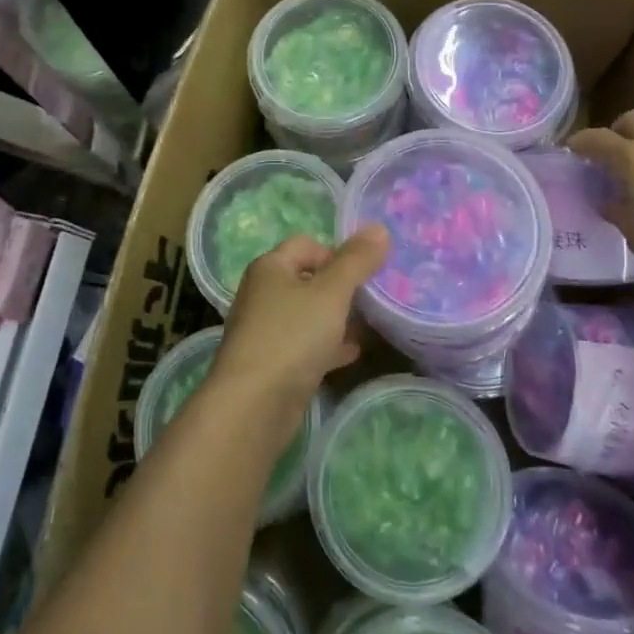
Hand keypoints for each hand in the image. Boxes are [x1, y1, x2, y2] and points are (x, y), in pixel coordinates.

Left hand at [211, 224, 389, 411]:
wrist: (253, 405)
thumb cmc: (291, 336)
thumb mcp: (331, 292)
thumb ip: (356, 261)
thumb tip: (379, 228)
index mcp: (270, 267)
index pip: (306, 244)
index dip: (337, 252)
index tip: (365, 272)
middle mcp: (263, 293)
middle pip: (308, 279)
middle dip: (341, 287)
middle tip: (373, 298)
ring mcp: (265, 330)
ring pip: (308, 314)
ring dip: (336, 317)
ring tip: (369, 324)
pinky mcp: (272, 363)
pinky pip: (305, 344)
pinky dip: (327, 345)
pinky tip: (351, 353)